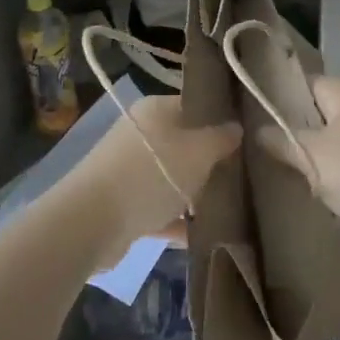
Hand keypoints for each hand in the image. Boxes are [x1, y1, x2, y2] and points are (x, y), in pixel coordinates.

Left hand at [57, 95, 240, 269]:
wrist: (92, 221)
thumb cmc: (152, 174)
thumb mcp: (198, 152)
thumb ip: (221, 139)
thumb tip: (236, 128)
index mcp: (155, 110)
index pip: (195, 106)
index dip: (221, 119)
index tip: (248, 138)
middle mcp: (141, 134)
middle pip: (185, 144)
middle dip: (212, 162)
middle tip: (243, 176)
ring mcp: (129, 169)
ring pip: (172, 178)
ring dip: (196, 194)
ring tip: (231, 208)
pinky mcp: (124, 203)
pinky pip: (159, 207)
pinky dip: (178, 219)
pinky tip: (205, 234)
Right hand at [260, 76, 339, 262]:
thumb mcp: (313, 156)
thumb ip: (282, 141)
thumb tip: (258, 131)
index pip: (299, 84)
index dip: (273, 101)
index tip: (247, 122)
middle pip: (312, 115)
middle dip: (289, 136)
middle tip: (256, 155)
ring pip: (328, 144)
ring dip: (310, 161)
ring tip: (279, 177)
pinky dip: (331, 179)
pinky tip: (312, 196)